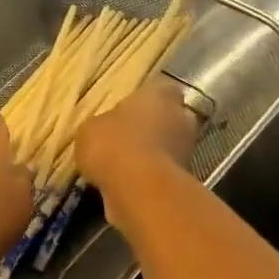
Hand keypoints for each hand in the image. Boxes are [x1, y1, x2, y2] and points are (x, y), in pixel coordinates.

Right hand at [75, 79, 199, 193]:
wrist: (137, 189)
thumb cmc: (113, 144)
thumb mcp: (90, 128)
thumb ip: (104, 124)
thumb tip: (107, 130)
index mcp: (160, 95)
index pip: (162, 88)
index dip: (148, 98)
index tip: (131, 108)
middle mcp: (181, 118)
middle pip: (170, 118)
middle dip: (153, 127)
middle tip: (125, 137)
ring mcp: (187, 151)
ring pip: (168, 147)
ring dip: (151, 154)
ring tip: (121, 165)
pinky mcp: (184, 181)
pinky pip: (162, 173)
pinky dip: (148, 178)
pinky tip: (125, 184)